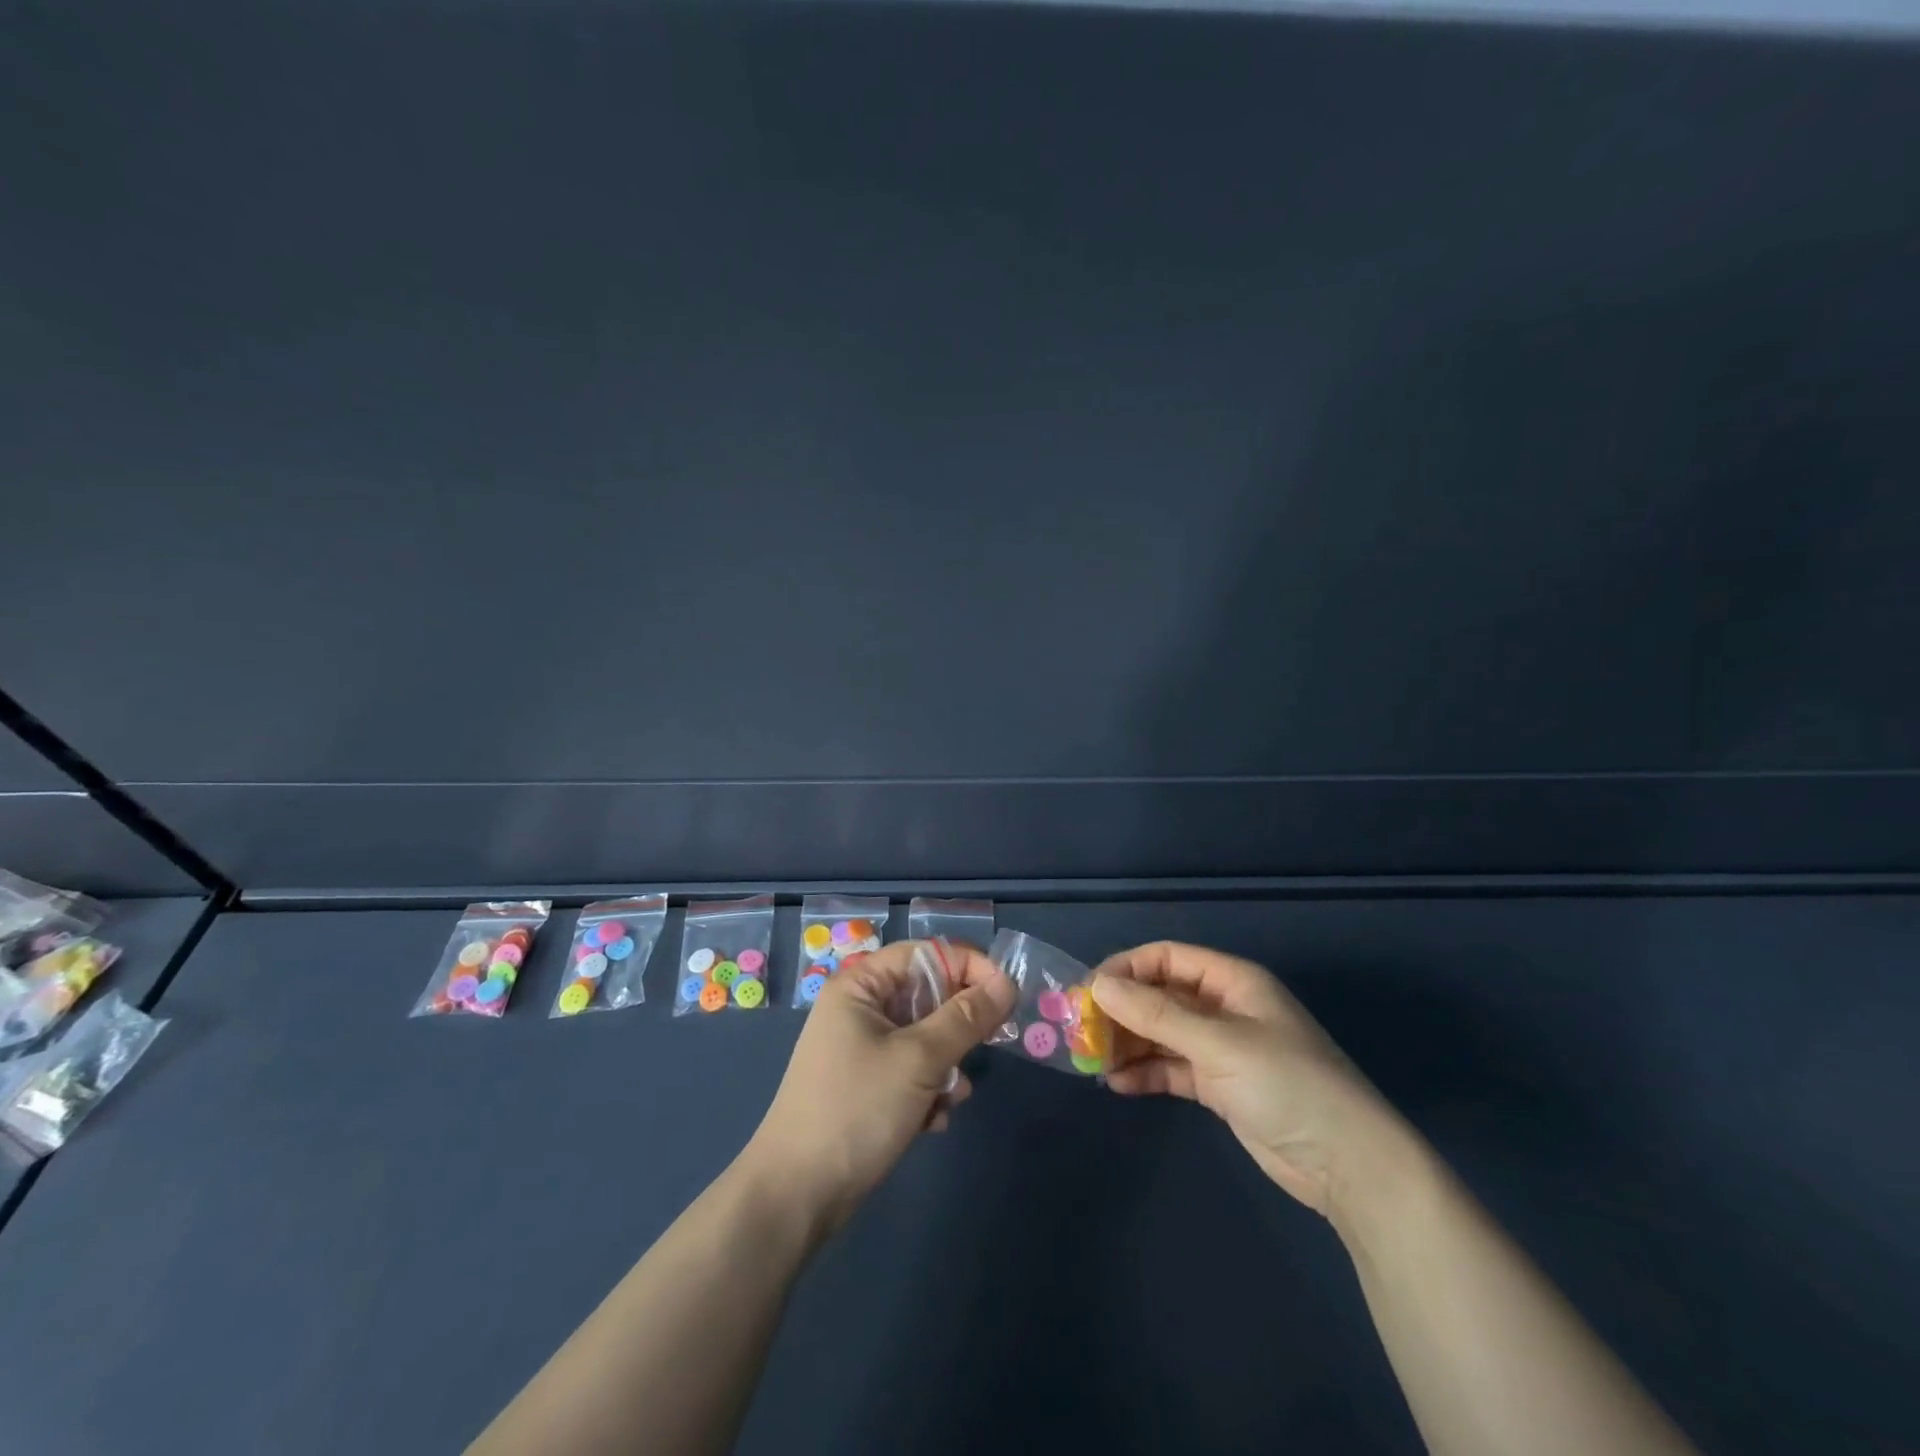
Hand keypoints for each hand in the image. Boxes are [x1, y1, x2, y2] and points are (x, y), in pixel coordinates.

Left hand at [745, 940, 1015, 1233]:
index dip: (969, 967)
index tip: (1006, 995)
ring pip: (925, 1037)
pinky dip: (929, 1090)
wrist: (797, 1196)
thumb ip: (965, 1017)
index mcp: (861, 985)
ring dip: (947, 1065)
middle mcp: (860, 1008)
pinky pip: (912, 1071)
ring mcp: (861, 1048)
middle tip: (985, 1046)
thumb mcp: (919, 1058)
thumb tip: (1007, 982)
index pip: (926, 954)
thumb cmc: (857, 1109)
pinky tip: (932, 1121)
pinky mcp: (867, 1085)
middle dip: (958, 1025)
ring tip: (951, 1096)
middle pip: (927, 995)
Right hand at [1091, 942, 1412, 1218]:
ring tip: (1092, 1061)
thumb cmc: (1288, 1085)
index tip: (1088, 992)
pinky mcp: (1220, 1087)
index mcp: (1232, 981)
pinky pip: (1172, 1069)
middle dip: (1121, 1010)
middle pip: (1160, 996)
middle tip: (1082, 1032)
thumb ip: (1157, 1014)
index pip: (1167, 958)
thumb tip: (1098, 985)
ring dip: (1128, 1044)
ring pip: (1162, 1034)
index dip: (1126, 969)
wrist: (1351, 1167)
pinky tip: (1117, 1085)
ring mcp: (1222, 1049)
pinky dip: (1146, 1073)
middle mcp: (1224, 1008)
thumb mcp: (1219, 1044)